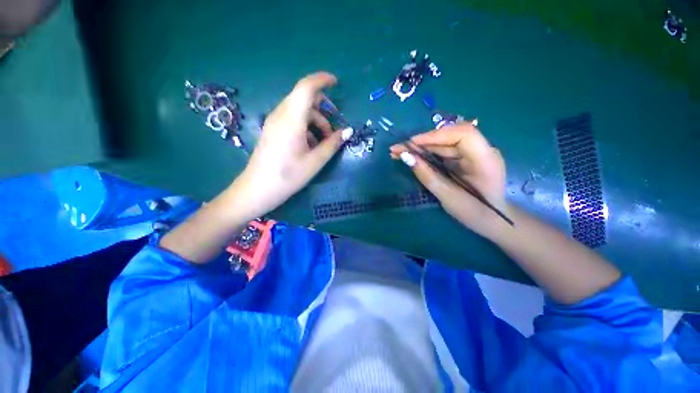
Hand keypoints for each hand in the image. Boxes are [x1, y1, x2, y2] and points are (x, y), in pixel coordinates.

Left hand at [228, 72, 349, 220]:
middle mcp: (280, 115)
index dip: (322, 80)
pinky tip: (310, 146)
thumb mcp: (315, 161)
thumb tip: (348, 131)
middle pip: (304, 99)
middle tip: (334, 131)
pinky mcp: (272, 130)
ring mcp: (274, 122)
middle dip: (323, 110)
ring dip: (315, 121)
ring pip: (299, 111)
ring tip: (323, 143)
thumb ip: (333, 144)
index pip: (306, 88)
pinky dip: (306, 127)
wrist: (258, 190)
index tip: (336, 82)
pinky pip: (292, 120)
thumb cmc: (288, 176)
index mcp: (292, 120)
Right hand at [390, 124, 506, 235]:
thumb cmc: (475, 213)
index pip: (462, 134)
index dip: (435, 135)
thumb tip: (405, 157)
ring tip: (399, 153)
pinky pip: (444, 151)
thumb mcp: (448, 197)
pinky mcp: (465, 159)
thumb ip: (427, 176)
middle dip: (422, 142)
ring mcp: (473, 154)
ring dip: (422, 147)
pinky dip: (427, 153)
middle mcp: (482, 151)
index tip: (410, 143)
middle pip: (450, 136)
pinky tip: (413, 157)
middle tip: (397, 149)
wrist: (495, 222)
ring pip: (444, 143)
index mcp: (485, 160)